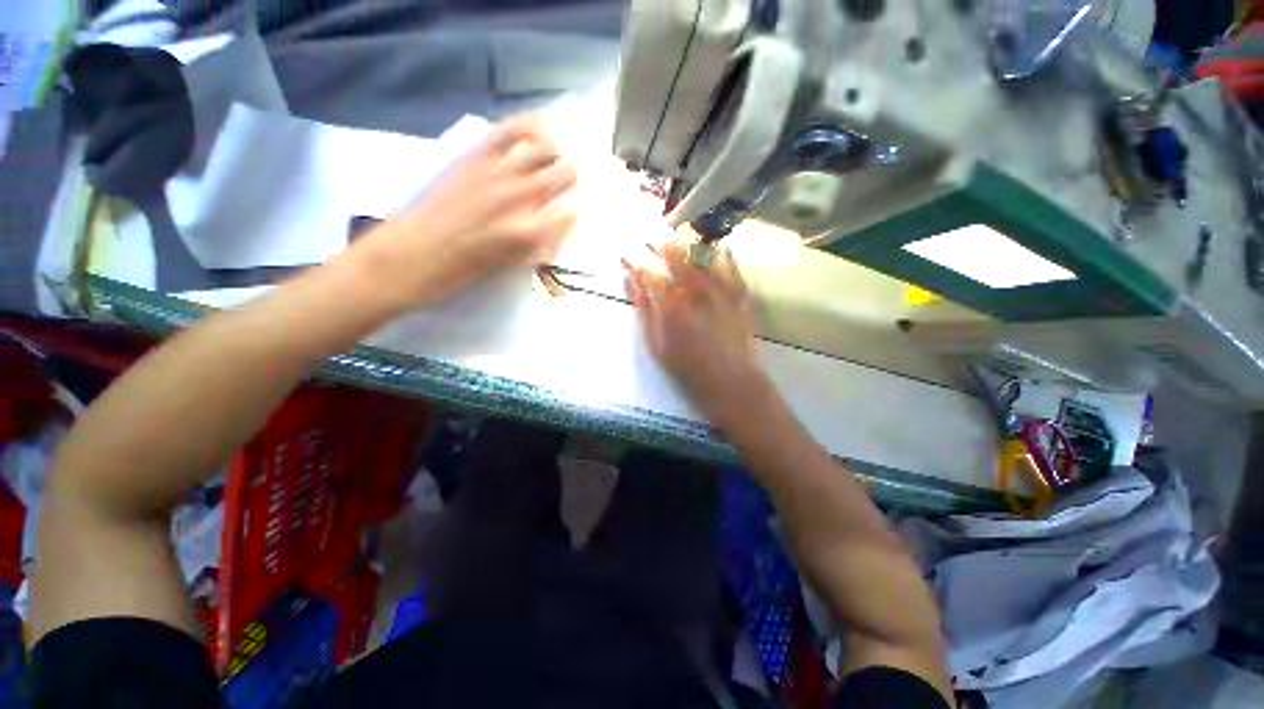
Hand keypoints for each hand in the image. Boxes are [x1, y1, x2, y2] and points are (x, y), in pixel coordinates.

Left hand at [361, 114, 578, 307]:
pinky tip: (538, 126)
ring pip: (542, 147)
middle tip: (573, 176)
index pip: (572, 211)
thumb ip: (542, 246)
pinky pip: (507, 132)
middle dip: (574, 174)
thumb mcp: (513, 267)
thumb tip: (560, 226)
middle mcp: (522, 198)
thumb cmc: (465, 273)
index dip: (576, 209)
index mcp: (533, 232)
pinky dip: (527, 125)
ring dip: (556, 149)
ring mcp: (498, 173)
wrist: (412, 256)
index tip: (574, 209)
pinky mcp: (474, 158)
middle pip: (565, 174)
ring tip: (557, 151)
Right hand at [624, 230, 767, 428]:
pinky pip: (728, 261)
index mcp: (670, 304)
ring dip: (685, 239)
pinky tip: (710, 249)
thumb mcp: (656, 344)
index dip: (633, 257)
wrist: (732, 383)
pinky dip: (716, 251)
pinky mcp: (739, 291)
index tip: (624, 253)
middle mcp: (695, 288)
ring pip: (701, 248)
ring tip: (676, 237)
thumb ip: (644, 309)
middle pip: (674, 250)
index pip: (647, 269)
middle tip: (649, 238)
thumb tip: (631, 281)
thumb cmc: (687, 369)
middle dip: (658, 240)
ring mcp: (720, 286)